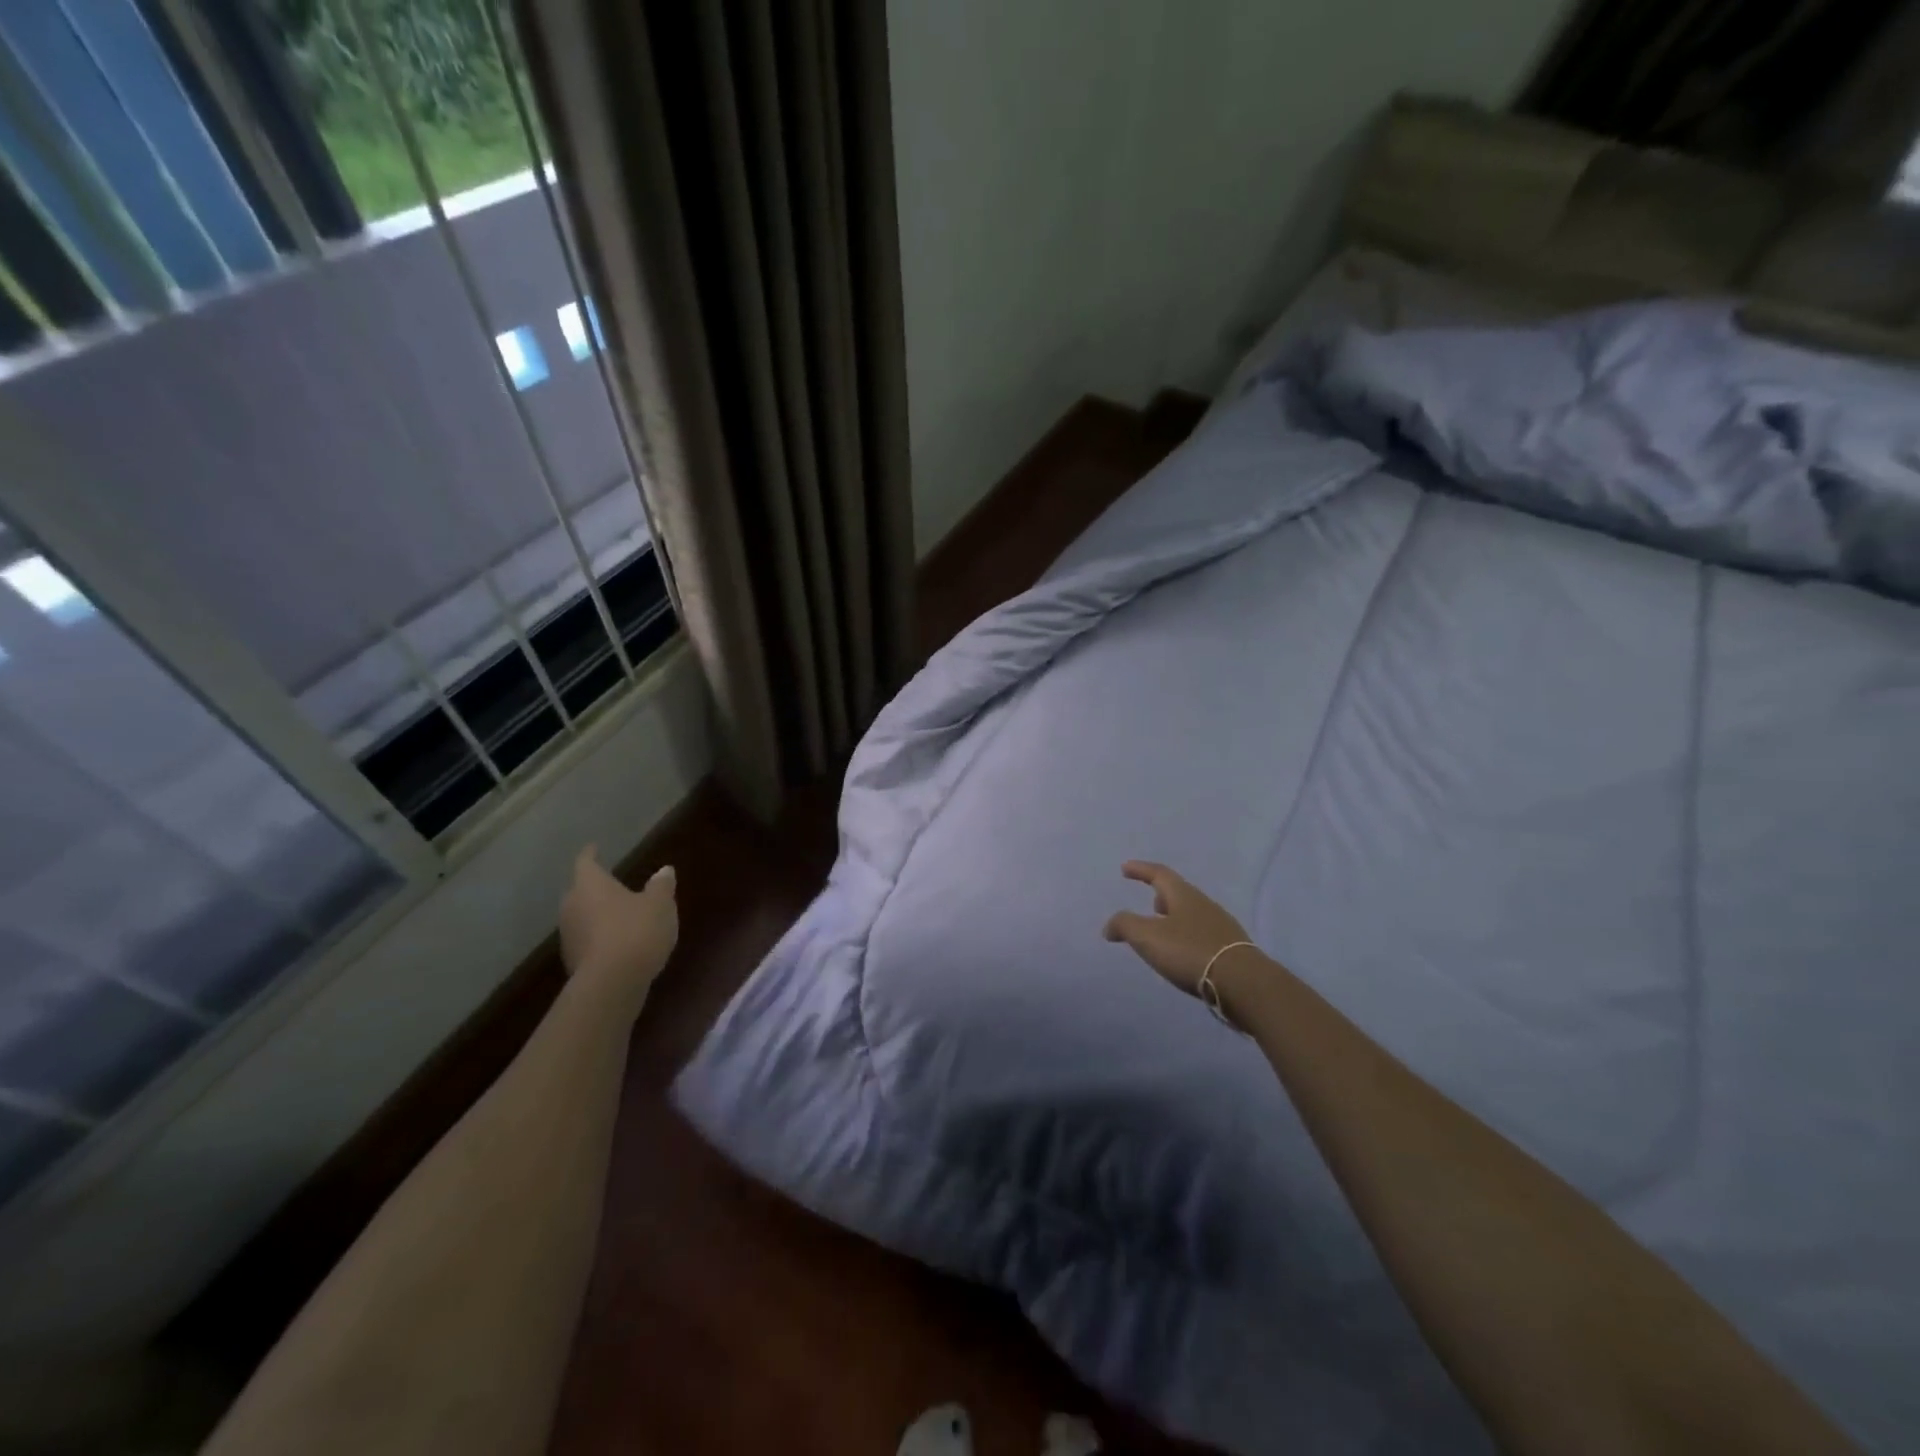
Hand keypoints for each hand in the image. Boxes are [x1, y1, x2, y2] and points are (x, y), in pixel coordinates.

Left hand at [559, 846, 678, 1011]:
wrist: (612, 984)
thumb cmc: (636, 931)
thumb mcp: (660, 904)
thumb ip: (661, 886)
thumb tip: (664, 870)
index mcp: (590, 884)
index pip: (586, 862)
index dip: (591, 854)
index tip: (594, 847)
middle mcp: (573, 906)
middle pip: (580, 891)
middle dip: (594, 887)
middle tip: (611, 884)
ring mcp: (569, 936)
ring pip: (582, 916)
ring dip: (597, 914)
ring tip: (619, 915)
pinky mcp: (574, 962)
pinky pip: (588, 940)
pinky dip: (600, 937)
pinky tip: (618, 943)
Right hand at [1103, 861, 1254, 996]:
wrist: (1243, 983)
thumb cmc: (1190, 951)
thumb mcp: (1148, 937)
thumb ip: (1125, 925)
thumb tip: (1109, 926)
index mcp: (1183, 895)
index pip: (1159, 874)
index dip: (1140, 870)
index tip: (1125, 868)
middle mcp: (1204, 904)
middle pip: (1178, 893)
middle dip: (1160, 895)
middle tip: (1148, 902)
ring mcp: (1221, 926)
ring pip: (1192, 914)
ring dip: (1174, 918)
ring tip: (1162, 931)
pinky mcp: (1231, 948)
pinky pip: (1202, 934)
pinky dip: (1187, 936)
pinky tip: (1184, 953)